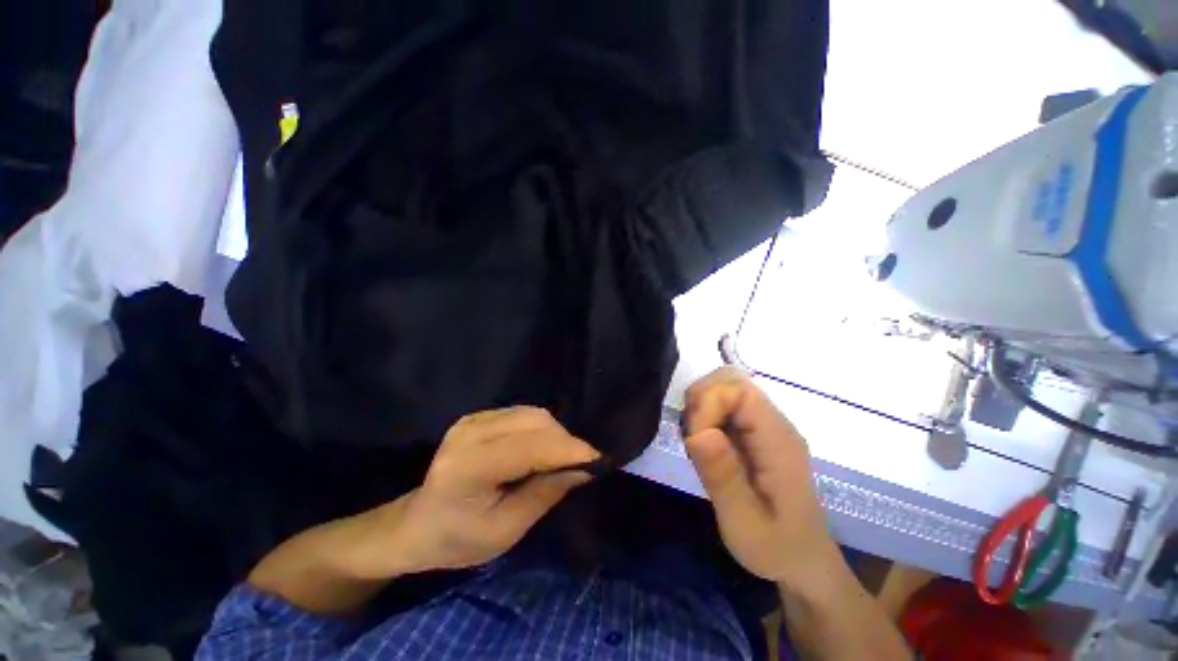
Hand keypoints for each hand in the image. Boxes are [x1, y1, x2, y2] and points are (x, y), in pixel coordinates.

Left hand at [354, 407, 599, 577]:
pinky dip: (540, 429)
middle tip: (580, 465)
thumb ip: (546, 494)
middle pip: (535, 422)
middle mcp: (469, 433)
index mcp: (469, 468)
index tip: (598, 459)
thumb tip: (584, 469)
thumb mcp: (506, 531)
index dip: (567, 450)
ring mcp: (472, 420)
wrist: (417, 524)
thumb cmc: (458, 540)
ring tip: (559, 459)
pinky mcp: (477, 416)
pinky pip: (522, 413)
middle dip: (564, 442)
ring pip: (533, 413)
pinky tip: (538, 449)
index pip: (529, 448)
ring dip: (554, 434)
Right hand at [683, 368, 836, 584]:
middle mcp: (773, 423)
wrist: (803, 561)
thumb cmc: (777, 549)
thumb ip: (723, 478)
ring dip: (700, 407)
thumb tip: (699, 433)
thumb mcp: (745, 525)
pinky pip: (723, 405)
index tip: (695, 441)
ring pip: (723, 387)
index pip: (738, 390)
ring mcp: (764, 425)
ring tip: (698, 446)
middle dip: (700, 400)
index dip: (707, 405)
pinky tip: (705, 446)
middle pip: (730, 379)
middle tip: (692, 439)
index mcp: (777, 440)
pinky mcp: (755, 432)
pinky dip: (704, 416)